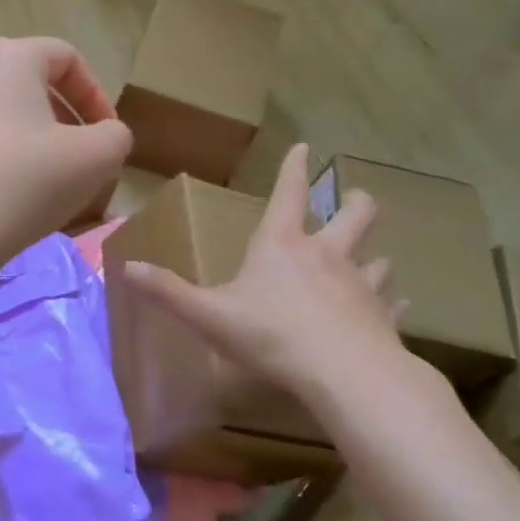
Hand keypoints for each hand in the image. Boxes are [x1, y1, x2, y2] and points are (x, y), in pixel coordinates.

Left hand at [0, 37, 131, 261]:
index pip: (66, 57)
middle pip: (33, 88)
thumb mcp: (98, 156)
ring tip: (55, 189)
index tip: (107, 136)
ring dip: (39, 148)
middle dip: (68, 125)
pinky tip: (17, 203)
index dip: (97, 95)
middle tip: (85, 163)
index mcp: (8, 58)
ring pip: (6, 120)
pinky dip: (6, 165)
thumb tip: (103, 138)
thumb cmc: (27, 181)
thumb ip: (115, 136)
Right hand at [122, 143, 425, 435]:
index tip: (305, 147)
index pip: (290, 193)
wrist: (343, 374)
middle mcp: (326, 255)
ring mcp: (360, 285)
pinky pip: (391, 303)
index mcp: (282, 245)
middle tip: (356, 199)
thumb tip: (126, 268)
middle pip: (355, 215)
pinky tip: (393, 306)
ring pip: (377, 259)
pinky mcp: (382, 317)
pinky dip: (390, 301)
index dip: (294, 169)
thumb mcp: (209, 315)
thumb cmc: (271, 335)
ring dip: (373, 255)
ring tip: (372, 259)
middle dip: (355, 203)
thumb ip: (168, 291)